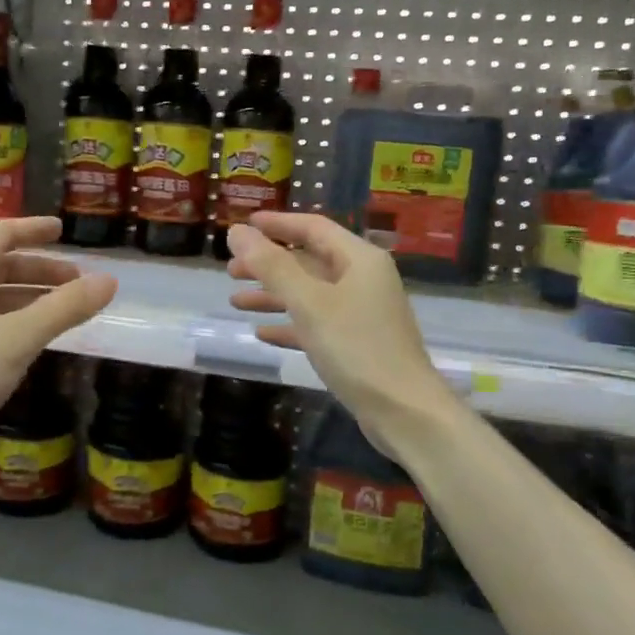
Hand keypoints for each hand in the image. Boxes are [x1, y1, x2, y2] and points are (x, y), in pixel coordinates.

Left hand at [0, 217, 116, 447]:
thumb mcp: (16, 339)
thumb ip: (64, 308)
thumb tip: (109, 280)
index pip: (0, 234)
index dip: (32, 229)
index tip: (63, 230)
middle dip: (40, 270)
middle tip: (78, 283)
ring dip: (30, 297)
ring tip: (66, 311)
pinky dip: (16, 322)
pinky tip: (35, 341)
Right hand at [226, 212, 458, 453]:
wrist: (404, 411)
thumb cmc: (356, 347)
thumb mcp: (308, 303)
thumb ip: (271, 266)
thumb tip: (236, 231)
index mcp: (359, 259)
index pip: (314, 227)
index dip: (277, 224)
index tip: (243, 225)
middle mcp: (363, 279)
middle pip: (309, 261)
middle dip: (269, 264)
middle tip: (230, 270)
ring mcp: (362, 313)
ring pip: (310, 294)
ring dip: (273, 295)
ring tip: (236, 301)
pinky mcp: (357, 344)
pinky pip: (317, 323)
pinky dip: (290, 324)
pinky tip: (262, 332)